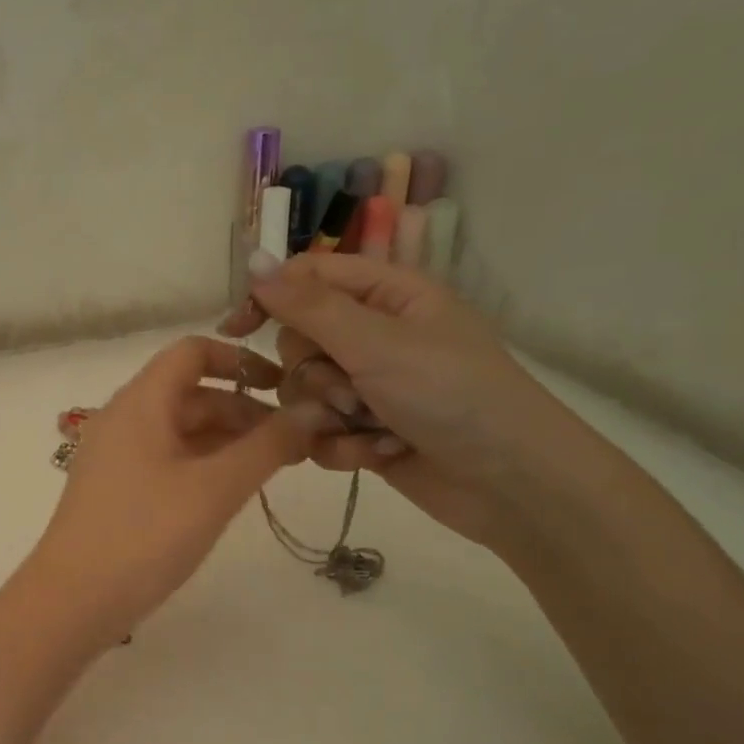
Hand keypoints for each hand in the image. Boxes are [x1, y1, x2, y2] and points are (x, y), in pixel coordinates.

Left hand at [28, 336, 333, 639]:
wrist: (72, 602)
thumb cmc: (144, 536)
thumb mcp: (215, 489)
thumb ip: (267, 447)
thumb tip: (315, 411)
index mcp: (140, 402)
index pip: (192, 352)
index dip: (240, 360)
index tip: (283, 387)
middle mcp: (123, 419)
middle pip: (190, 393)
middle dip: (243, 409)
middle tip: (295, 441)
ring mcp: (115, 456)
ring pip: (180, 430)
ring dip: (226, 440)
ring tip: (274, 467)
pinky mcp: (115, 490)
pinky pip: (166, 459)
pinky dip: (202, 464)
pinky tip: (232, 490)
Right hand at [217, 252, 594, 550]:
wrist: (509, 483)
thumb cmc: (450, 394)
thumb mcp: (376, 342)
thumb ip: (308, 306)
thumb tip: (253, 260)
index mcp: (388, 296)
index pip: (309, 279)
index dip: (270, 298)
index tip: (235, 329)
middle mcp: (375, 337)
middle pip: (299, 343)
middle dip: (315, 374)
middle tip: (350, 391)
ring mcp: (371, 388)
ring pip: (305, 393)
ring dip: (329, 415)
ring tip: (371, 428)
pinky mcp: (366, 433)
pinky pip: (321, 433)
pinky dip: (344, 447)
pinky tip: (378, 455)